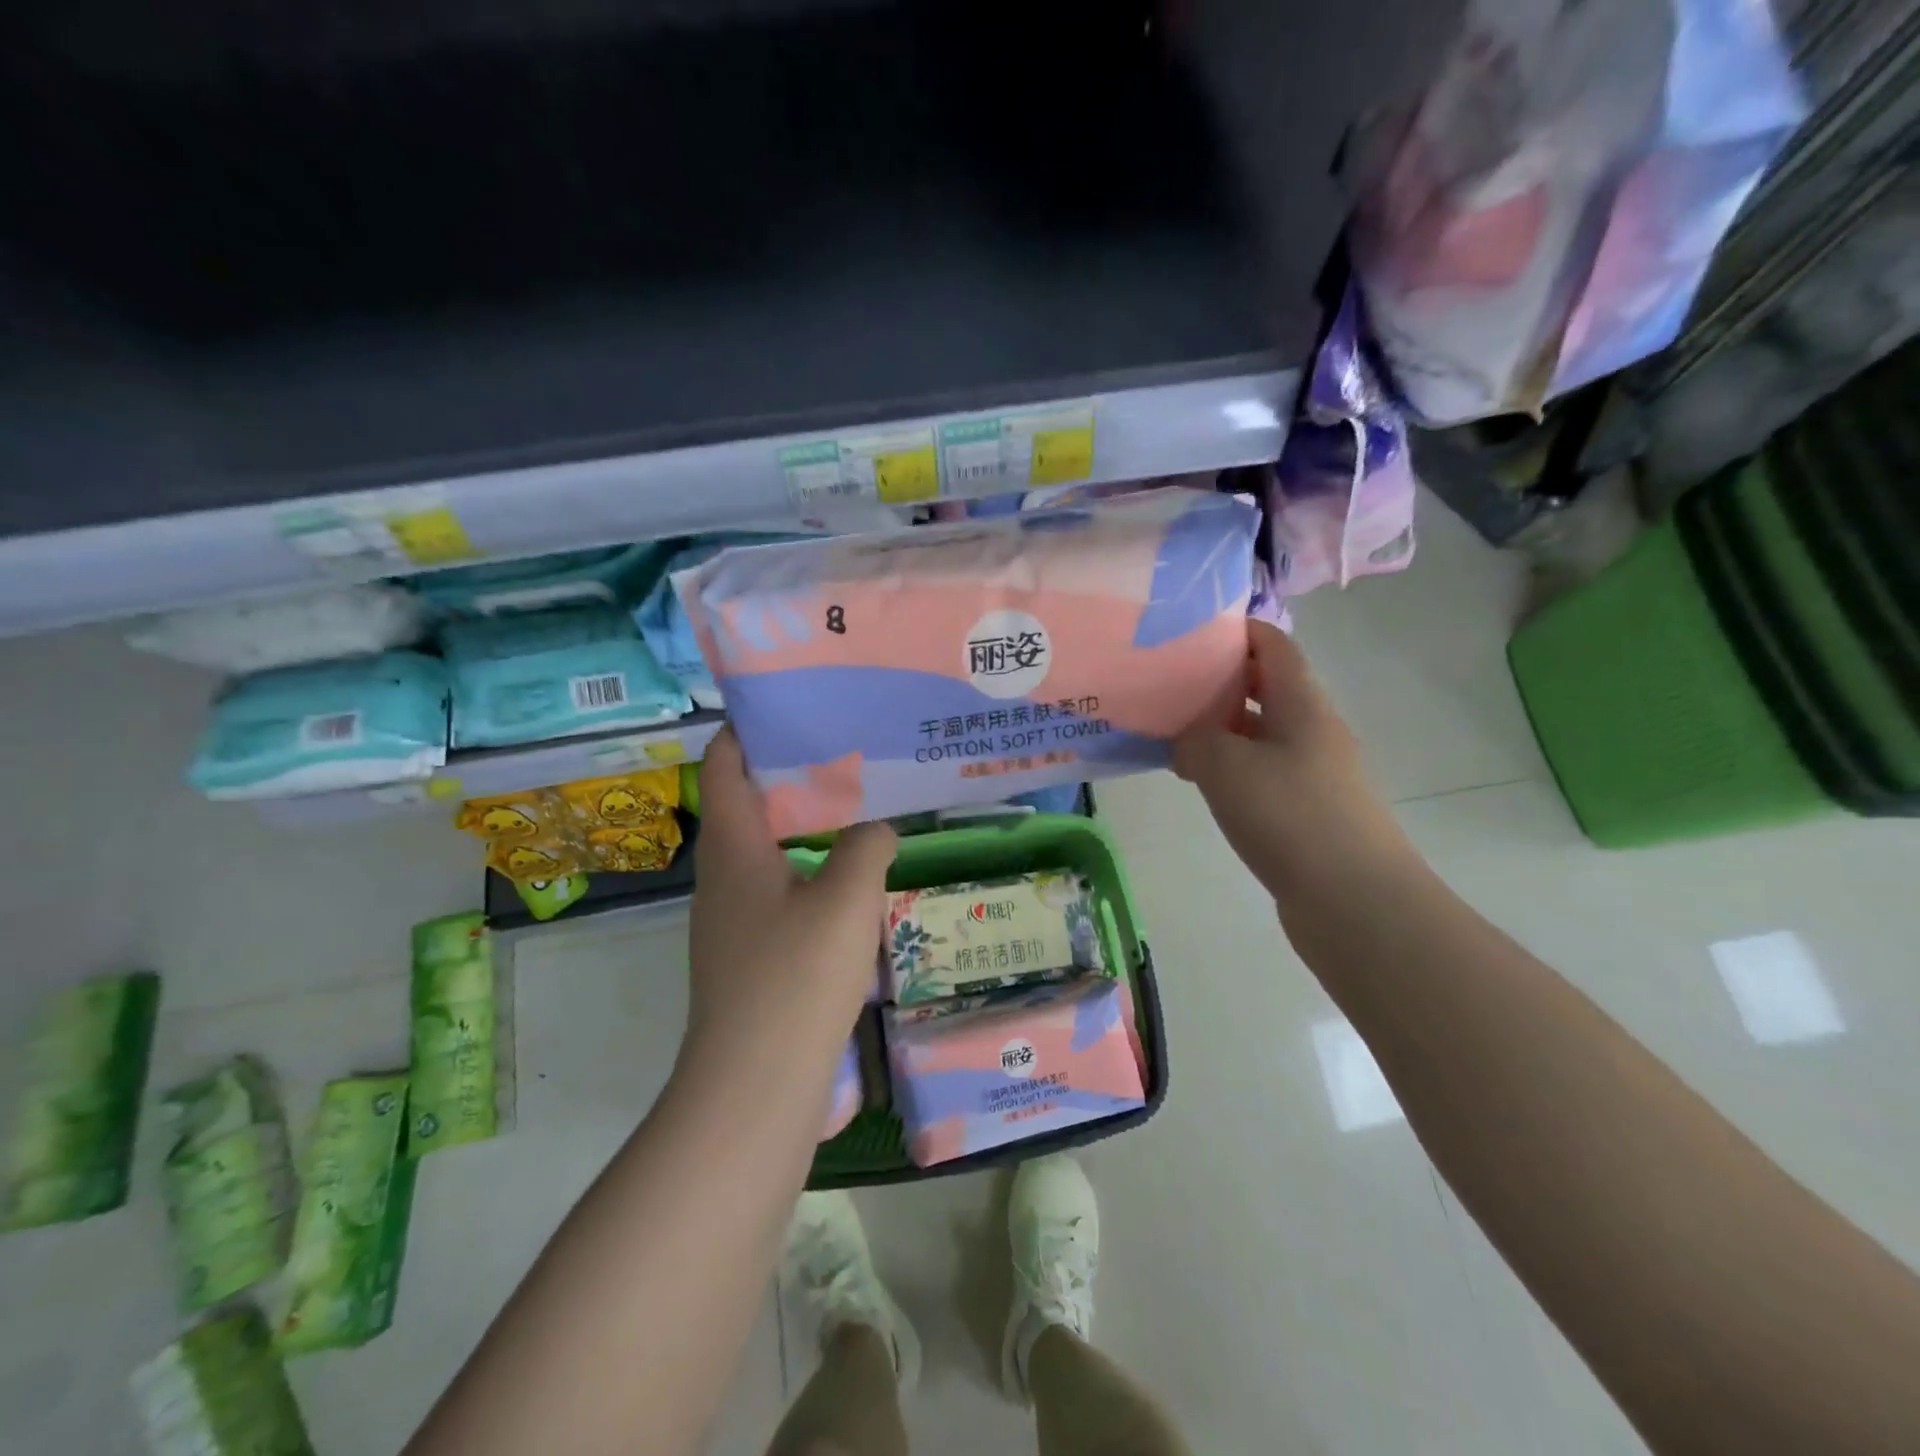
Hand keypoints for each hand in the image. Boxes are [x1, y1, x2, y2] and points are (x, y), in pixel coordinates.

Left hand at [686, 729, 895, 1065]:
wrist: (754, 1090)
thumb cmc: (795, 979)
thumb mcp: (847, 899)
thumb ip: (867, 847)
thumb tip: (876, 829)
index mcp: (733, 849)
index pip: (725, 765)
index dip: (750, 729)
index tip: (795, 706)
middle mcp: (722, 878)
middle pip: (749, 805)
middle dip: (794, 776)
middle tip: (849, 756)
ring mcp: (733, 922)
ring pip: (768, 853)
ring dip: (807, 830)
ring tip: (861, 813)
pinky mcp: (750, 959)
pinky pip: (780, 895)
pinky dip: (811, 875)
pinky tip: (854, 887)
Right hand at [1174, 621, 1412, 898]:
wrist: (1356, 901)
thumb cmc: (1291, 817)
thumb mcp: (1226, 766)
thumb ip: (1195, 740)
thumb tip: (1186, 742)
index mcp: (1302, 706)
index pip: (1274, 647)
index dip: (1238, 630)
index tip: (1192, 630)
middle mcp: (1313, 731)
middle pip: (1267, 688)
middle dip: (1221, 681)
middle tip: (1170, 683)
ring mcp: (1314, 773)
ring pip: (1261, 734)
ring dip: (1222, 729)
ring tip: (1173, 732)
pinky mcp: (1307, 811)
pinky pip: (1262, 773)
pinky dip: (1230, 768)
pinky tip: (1200, 782)